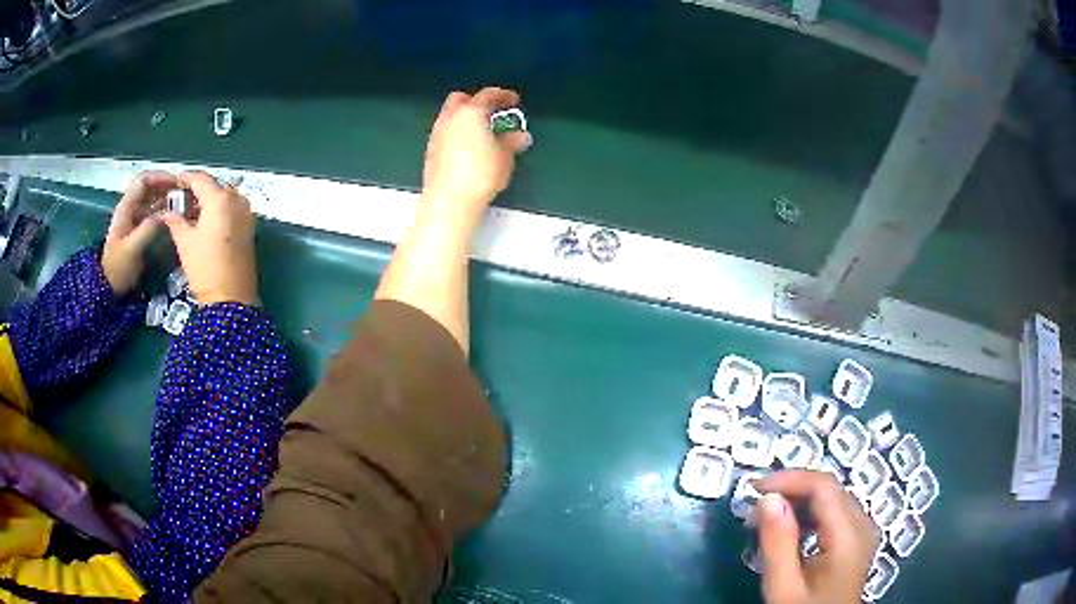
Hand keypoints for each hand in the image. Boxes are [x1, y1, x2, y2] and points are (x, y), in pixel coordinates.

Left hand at [101, 171, 173, 294]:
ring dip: (168, 198)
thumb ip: (148, 228)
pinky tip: (176, 217)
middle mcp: (131, 208)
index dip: (160, 177)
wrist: (109, 288)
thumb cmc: (118, 268)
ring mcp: (135, 218)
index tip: (177, 183)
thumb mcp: (132, 249)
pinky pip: (154, 213)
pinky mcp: (140, 229)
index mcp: (126, 207)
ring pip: (153, 199)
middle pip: (150, 187)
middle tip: (185, 193)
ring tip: (184, 204)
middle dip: (167, 186)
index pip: (144, 180)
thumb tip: (167, 214)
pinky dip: (166, 211)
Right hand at [161, 172, 259, 306]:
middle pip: (215, 187)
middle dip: (198, 190)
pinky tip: (205, 222)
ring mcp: (247, 214)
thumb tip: (167, 213)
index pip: (201, 179)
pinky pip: (233, 210)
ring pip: (225, 198)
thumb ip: (175, 222)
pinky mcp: (250, 228)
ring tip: (191, 211)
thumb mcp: (185, 243)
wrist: (231, 299)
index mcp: (220, 199)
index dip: (186, 178)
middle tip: (181, 197)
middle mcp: (237, 201)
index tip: (175, 181)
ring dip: (209, 201)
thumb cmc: (205, 268)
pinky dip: (219, 211)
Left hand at [421, 87, 531, 225]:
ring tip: (481, 132)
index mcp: (471, 112)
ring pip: (451, 116)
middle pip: (461, 99)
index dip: (503, 95)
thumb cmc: (480, 174)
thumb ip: (512, 142)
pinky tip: (468, 148)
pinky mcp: (430, 151)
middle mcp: (450, 118)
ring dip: (465, 119)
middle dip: (476, 102)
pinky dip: (457, 134)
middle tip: (492, 112)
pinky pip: (445, 133)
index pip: (488, 95)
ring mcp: (437, 134)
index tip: (513, 100)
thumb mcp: (505, 157)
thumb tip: (520, 137)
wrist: (450, 201)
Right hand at [755, 471, 878, 603]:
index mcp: (849, 535)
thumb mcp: (783, 587)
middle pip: (829, 490)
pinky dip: (809, 515)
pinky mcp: (856, 541)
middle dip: (791, 491)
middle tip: (755, 510)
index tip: (753, 490)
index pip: (823, 487)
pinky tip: (790, 533)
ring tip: (767, 521)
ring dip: (799, 502)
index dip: (789, 480)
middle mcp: (863, 525)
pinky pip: (834, 514)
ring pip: (831, 499)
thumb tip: (767, 499)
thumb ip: (778, 544)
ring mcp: (862, 532)